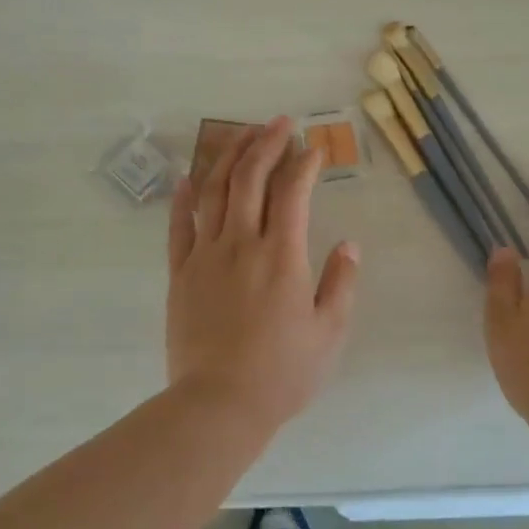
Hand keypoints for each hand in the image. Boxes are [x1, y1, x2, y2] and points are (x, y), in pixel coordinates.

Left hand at [166, 116, 359, 426]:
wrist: (218, 405)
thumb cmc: (282, 373)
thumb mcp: (329, 333)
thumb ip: (341, 283)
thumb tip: (349, 244)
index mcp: (282, 256)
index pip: (293, 192)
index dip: (305, 163)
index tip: (314, 148)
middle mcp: (242, 244)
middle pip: (250, 178)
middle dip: (266, 143)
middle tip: (278, 123)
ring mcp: (206, 255)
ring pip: (215, 192)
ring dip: (229, 158)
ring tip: (242, 135)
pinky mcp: (180, 273)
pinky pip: (179, 226)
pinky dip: (183, 198)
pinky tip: (188, 177)